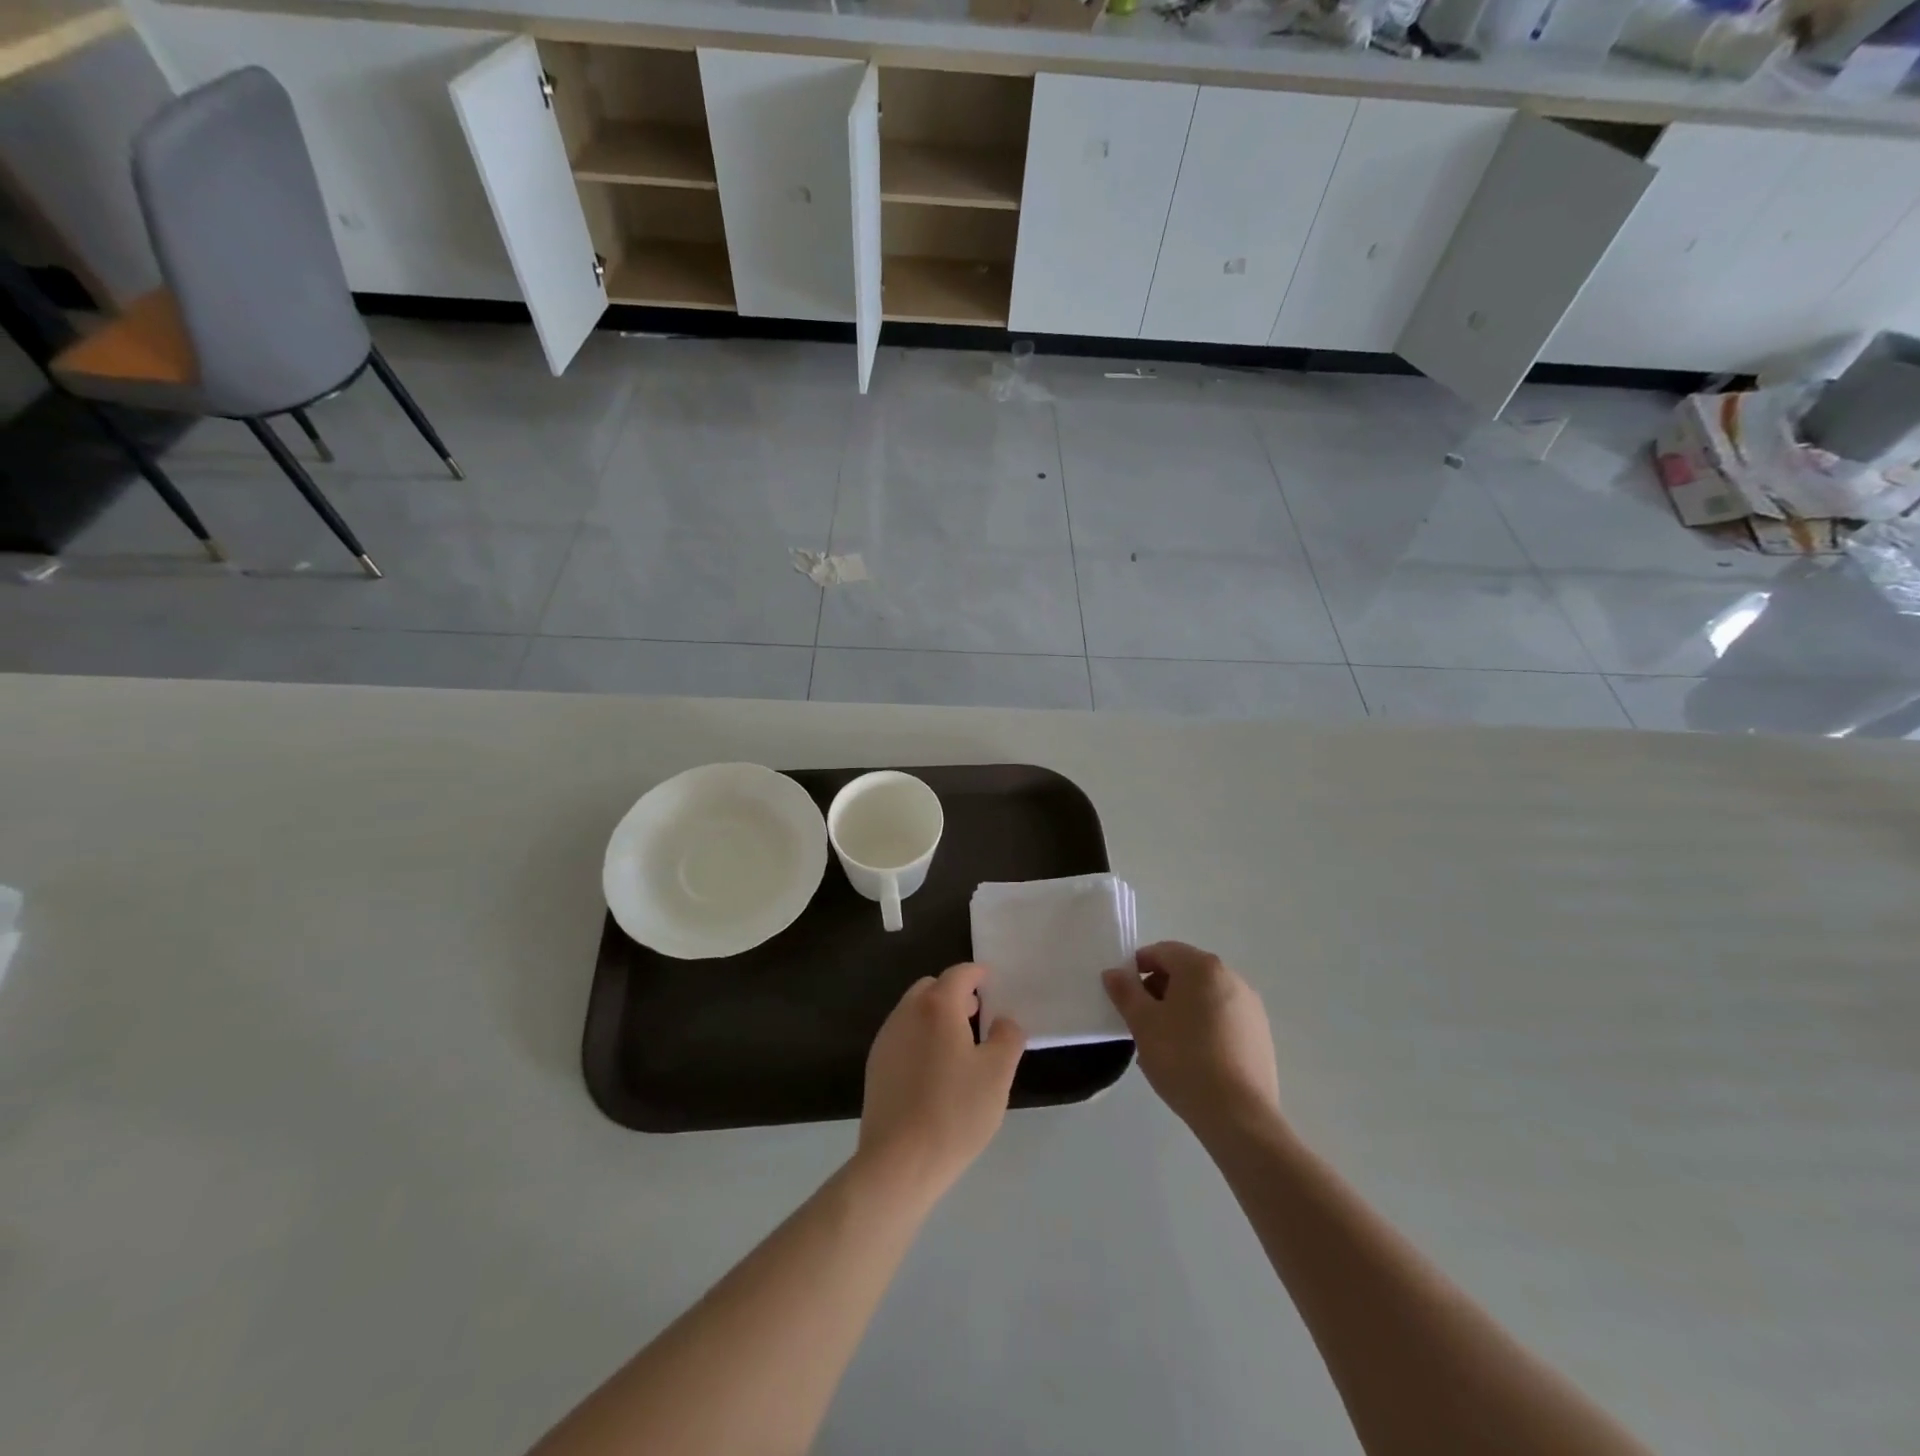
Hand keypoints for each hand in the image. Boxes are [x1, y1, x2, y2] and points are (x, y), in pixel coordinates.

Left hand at [856, 962, 1025, 1205]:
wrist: (899, 1161)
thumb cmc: (955, 1111)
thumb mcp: (997, 1074)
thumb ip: (1007, 1038)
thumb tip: (1004, 1021)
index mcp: (937, 1006)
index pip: (959, 974)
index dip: (977, 974)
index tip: (991, 980)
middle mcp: (906, 1013)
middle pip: (931, 988)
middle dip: (955, 993)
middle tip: (977, 1013)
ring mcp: (886, 1039)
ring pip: (914, 1011)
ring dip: (936, 1015)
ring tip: (959, 1043)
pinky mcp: (876, 1066)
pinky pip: (902, 1036)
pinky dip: (921, 1036)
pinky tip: (935, 1070)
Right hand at [1103, 942, 1279, 1138]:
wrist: (1238, 1115)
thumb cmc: (1183, 1059)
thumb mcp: (1143, 1024)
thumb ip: (1125, 992)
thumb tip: (1114, 973)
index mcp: (1202, 967)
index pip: (1162, 951)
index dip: (1138, 967)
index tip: (1125, 995)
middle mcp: (1231, 977)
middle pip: (1186, 971)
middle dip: (1160, 989)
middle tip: (1142, 1020)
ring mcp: (1251, 1007)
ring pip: (1205, 996)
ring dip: (1182, 1008)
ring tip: (1166, 1042)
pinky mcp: (1261, 1035)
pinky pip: (1224, 1018)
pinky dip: (1204, 1026)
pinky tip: (1194, 1058)